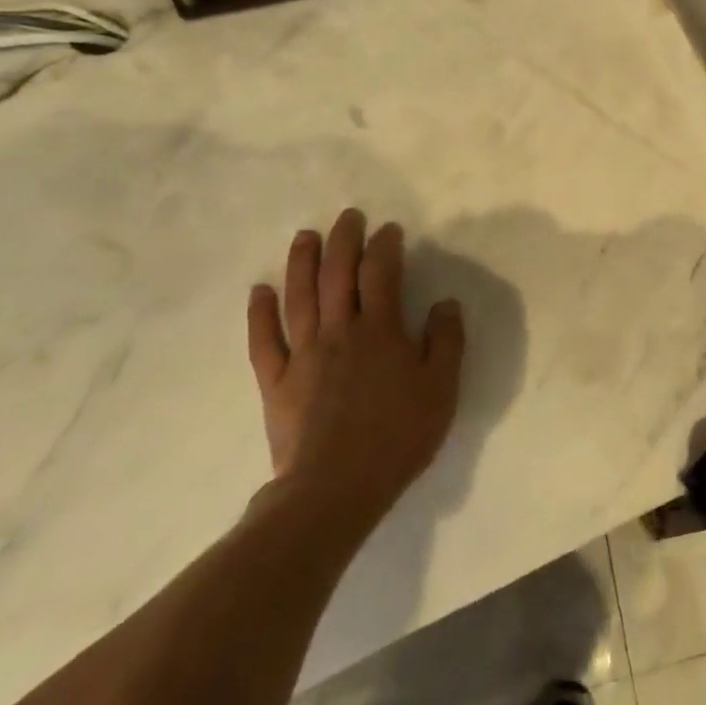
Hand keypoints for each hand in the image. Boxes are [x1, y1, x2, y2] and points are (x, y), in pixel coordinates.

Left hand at [247, 209, 463, 534]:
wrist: (335, 488)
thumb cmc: (397, 436)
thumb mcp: (441, 389)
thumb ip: (446, 341)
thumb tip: (446, 302)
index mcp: (381, 331)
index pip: (382, 274)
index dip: (385, 246)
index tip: (388, 229)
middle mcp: (339, 332)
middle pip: (338, 274)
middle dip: (344, 240)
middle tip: (348, 216)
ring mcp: (303, 354)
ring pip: (299, 297)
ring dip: (302, 262)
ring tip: (305, 236)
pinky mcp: (277, 381)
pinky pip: (265, 340)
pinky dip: (260, 314)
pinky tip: (259, 291)